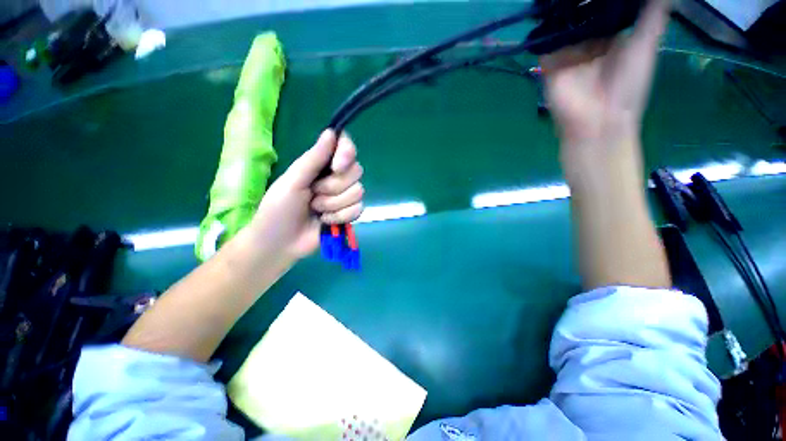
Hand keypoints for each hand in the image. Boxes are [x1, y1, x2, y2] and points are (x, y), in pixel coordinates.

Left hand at [248, 130, 363, 259]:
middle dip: (334, 186)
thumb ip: (314, 158)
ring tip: (317, 210)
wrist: (281, 242)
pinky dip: (340, 216)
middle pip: (356, 171)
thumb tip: (332, 131)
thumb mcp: (293, 180)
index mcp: (322, 165)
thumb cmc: (279, 208)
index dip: (347, 153)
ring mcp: (344, 197)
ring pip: (358, 192)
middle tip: (314, 194)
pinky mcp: (349, 214)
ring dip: (334, 204)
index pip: (346, 147)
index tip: (336, 166)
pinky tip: (326, 221)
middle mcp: (337, 178)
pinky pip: (358, 209)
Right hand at [541, 0, 669, 143]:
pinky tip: (548, 5)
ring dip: (563, 7)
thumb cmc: (628, 85)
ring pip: (564, 22)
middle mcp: (588, 41)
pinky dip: (546, 25)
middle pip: (583, 12)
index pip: (606, 7)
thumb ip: (653, 15)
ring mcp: (567, 52)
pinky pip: (546, 40)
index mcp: (611, 36)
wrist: (598, 120)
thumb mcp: (646, 44)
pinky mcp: (549, 62)